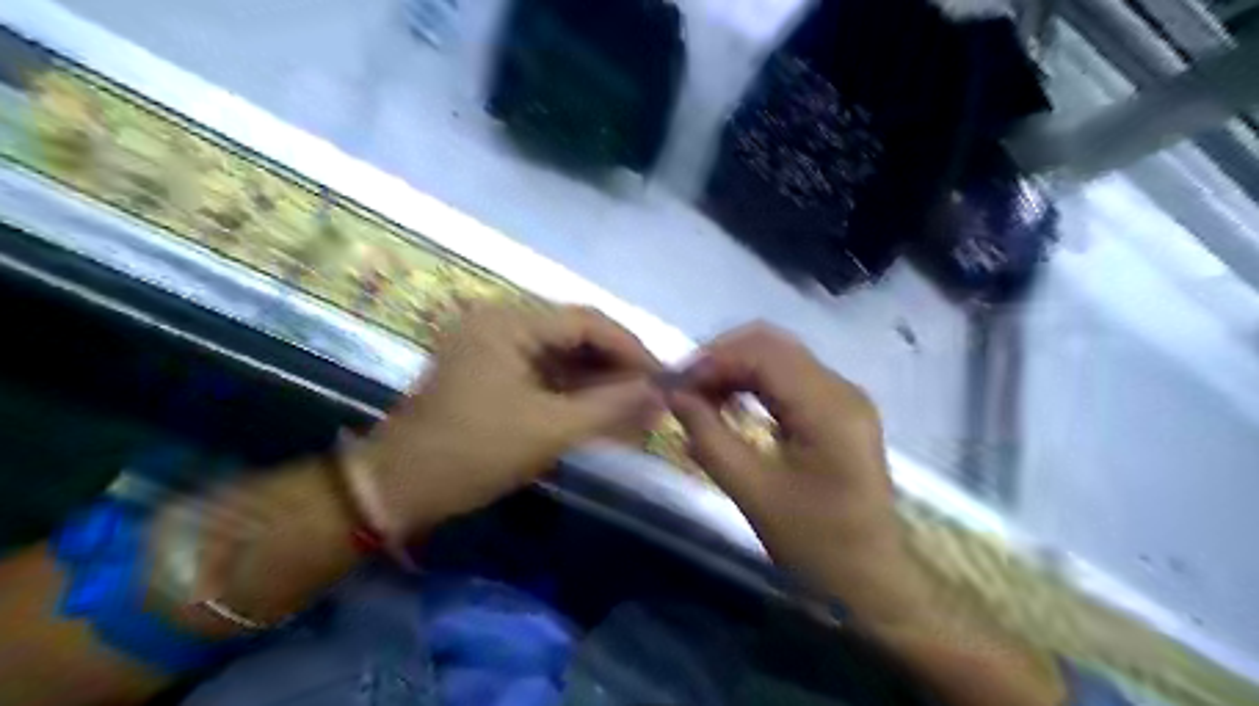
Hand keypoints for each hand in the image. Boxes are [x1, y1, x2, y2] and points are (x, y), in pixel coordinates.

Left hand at [360, 300, 660, 534]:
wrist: (396, 489)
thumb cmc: (472, 452)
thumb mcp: (549, 429)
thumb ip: (611, 406)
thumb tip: (660, 393)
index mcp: (509, 321)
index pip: (586, 321)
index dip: (630, 348)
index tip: (663, 378)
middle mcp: (501, 321)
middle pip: (575, 336)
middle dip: (616, 368)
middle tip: (652, 398)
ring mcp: (493, 347)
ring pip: (562, 357)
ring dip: (598, 383)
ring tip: (634, 410)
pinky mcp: (491, 372)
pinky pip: (544, 375)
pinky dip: (574, 394)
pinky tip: (601, 414)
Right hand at [668, 323, 921, 625]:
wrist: (870, 582)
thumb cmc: (815, 545)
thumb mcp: (752, 492)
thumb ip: (708, 437)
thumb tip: (674, 396)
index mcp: (829, 408)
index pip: (762, 353)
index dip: (712, 359)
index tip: (674, 384)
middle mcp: (842, 389)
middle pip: (772, 345)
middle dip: (721, 358)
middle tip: (684, 388)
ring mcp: (844, 397)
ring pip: (780, 357)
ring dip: (735, 368)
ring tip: (700, 396)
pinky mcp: (840, 410)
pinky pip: (790, 378)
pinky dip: (754, 382)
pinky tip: (730, 403)